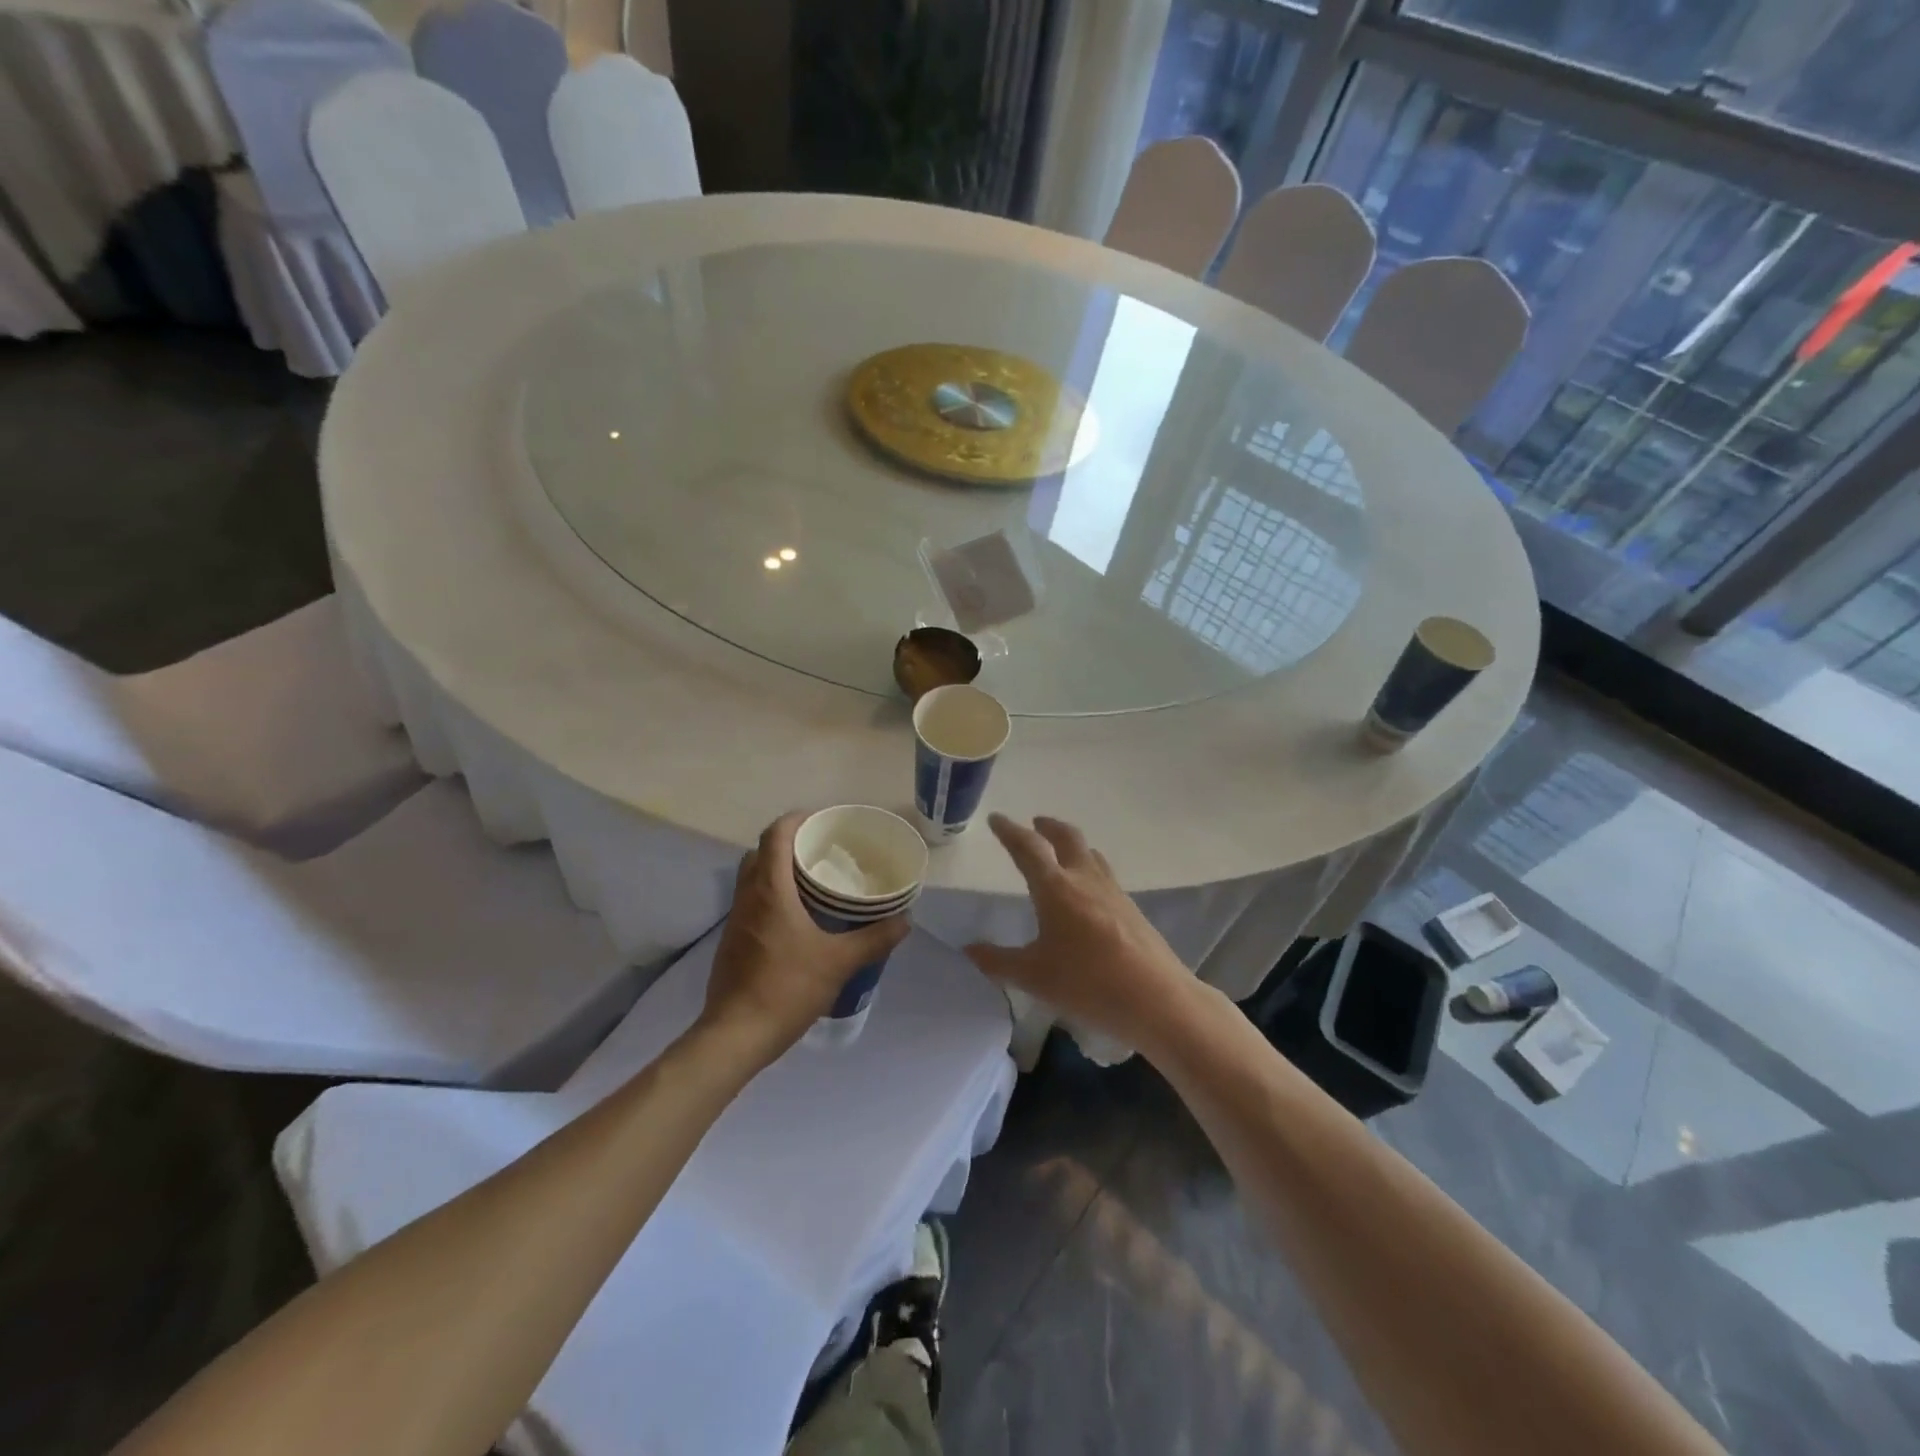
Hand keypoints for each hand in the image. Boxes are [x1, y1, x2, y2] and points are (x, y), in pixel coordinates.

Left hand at [701, 813, 910, 1063]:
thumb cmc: (786, 988)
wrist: (735, 1035)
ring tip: (814, 882)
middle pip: (761, 852)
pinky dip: (772, 896)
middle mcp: (747, 897)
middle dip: (789, 843)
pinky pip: (752, 902)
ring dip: (779, 870)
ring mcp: (736, 920)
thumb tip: (905, 920)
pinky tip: (798, 918)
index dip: (796, 819)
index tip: (822, 821)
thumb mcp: (839, 963)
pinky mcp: (733, 941)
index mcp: (770, 890)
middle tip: (822, 850)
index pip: (775, 835)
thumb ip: (874, 939)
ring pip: (753, 878)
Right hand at [965, 814, 1194, 1055]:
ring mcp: (1113, 892)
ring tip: (1061, 852)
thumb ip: (998, 961)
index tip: (996, 819)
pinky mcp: (1131, 909)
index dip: (1009, 831)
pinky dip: (1088, 869)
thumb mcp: (1034, 976)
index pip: (1028, 848)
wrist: (1157, 998)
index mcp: (1056, 888)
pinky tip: (1087, 893)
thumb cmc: (1087, 983)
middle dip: (1047, 826)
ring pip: (1090, 854)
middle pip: (1067, 837)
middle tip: (1035, 823)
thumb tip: (969, 949)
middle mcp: (1085, 879)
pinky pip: (1104, 875)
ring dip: (1071, 845)